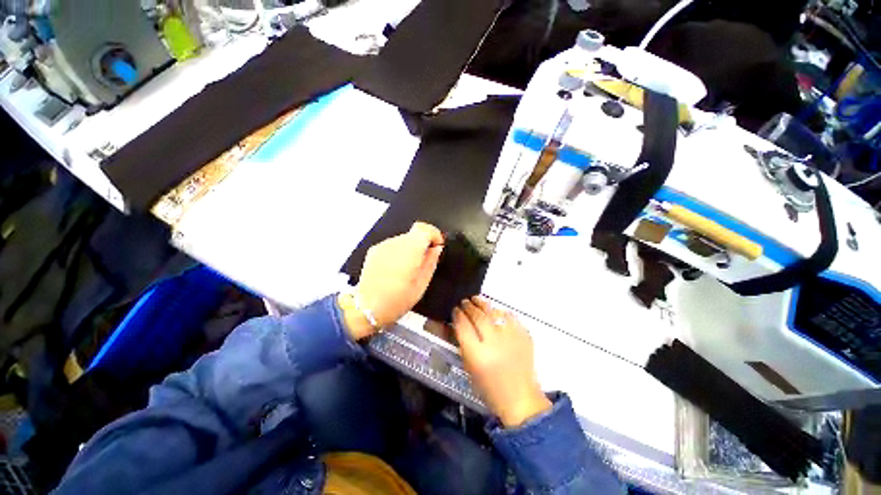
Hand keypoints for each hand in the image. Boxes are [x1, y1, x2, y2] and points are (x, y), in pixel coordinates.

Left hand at [339, 222, 443, 339]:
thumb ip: (431, 262)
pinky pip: (392, 246)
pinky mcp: (373, 250)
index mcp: (410, 249)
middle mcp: (395, 242)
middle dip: (422, 244)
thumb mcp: (422, 284)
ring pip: (403, 240)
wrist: (367, 308)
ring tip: (409, 269)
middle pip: (414, 234)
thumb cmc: (398, 300)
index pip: (424, 228)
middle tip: (424, 261)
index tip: (437, 246)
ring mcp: (382, 245)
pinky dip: (398, 252)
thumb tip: (436, 248)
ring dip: (410, 249)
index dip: (434, 234)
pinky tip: (396, 269)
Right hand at [453, 297, 551, 427]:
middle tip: (464, 302)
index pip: (463, 326)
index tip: (455, 310)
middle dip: (469, 306)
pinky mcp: (524, 336)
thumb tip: (460, 322)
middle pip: (478, 316)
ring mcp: (512, 338)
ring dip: (483, 304)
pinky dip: (500, 312)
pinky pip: (510, 316)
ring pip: (494, 312)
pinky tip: (495, 312)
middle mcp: (495, 344)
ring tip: (477, 300)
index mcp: (478, 355)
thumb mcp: (470, 368)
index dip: (458, 315)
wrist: (520, 399)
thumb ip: (464, 343)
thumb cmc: (489, 388)